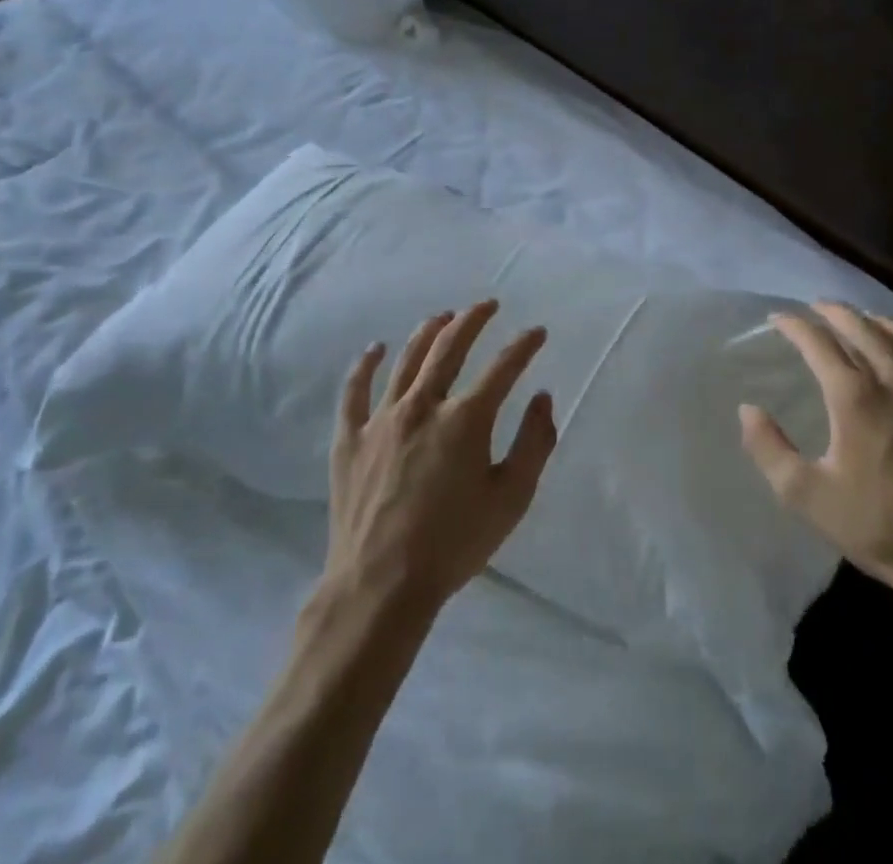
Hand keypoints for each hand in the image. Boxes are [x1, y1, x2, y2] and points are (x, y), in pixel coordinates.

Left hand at [323, 300, 557, 617]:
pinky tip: (375, 348)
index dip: (524, 346)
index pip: (503, 367)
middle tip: (487, 305)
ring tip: (443, 316)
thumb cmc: (454, 545)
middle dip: (472, 320)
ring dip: (428, 332)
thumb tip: (542, 398)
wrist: (381, 587)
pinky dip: (365, 365)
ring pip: (407, 360)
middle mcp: (423, 406)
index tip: (537, 332)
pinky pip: (354, 391)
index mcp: (465, 420)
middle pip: (450, 348)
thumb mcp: (511, 500)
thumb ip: (534, 444)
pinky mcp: (350, 438)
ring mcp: (382, 419)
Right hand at [739, 302, 892, 613]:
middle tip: (820, 307)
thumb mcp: (807, 497)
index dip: (795, 326)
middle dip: (837, 312)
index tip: (779, 318)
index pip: (819, 344)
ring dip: (885, 325)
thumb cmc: (880, 528)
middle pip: (865, 330)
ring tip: (870, 321)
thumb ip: (769, 449)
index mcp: (856, 398)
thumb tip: (747, 409)